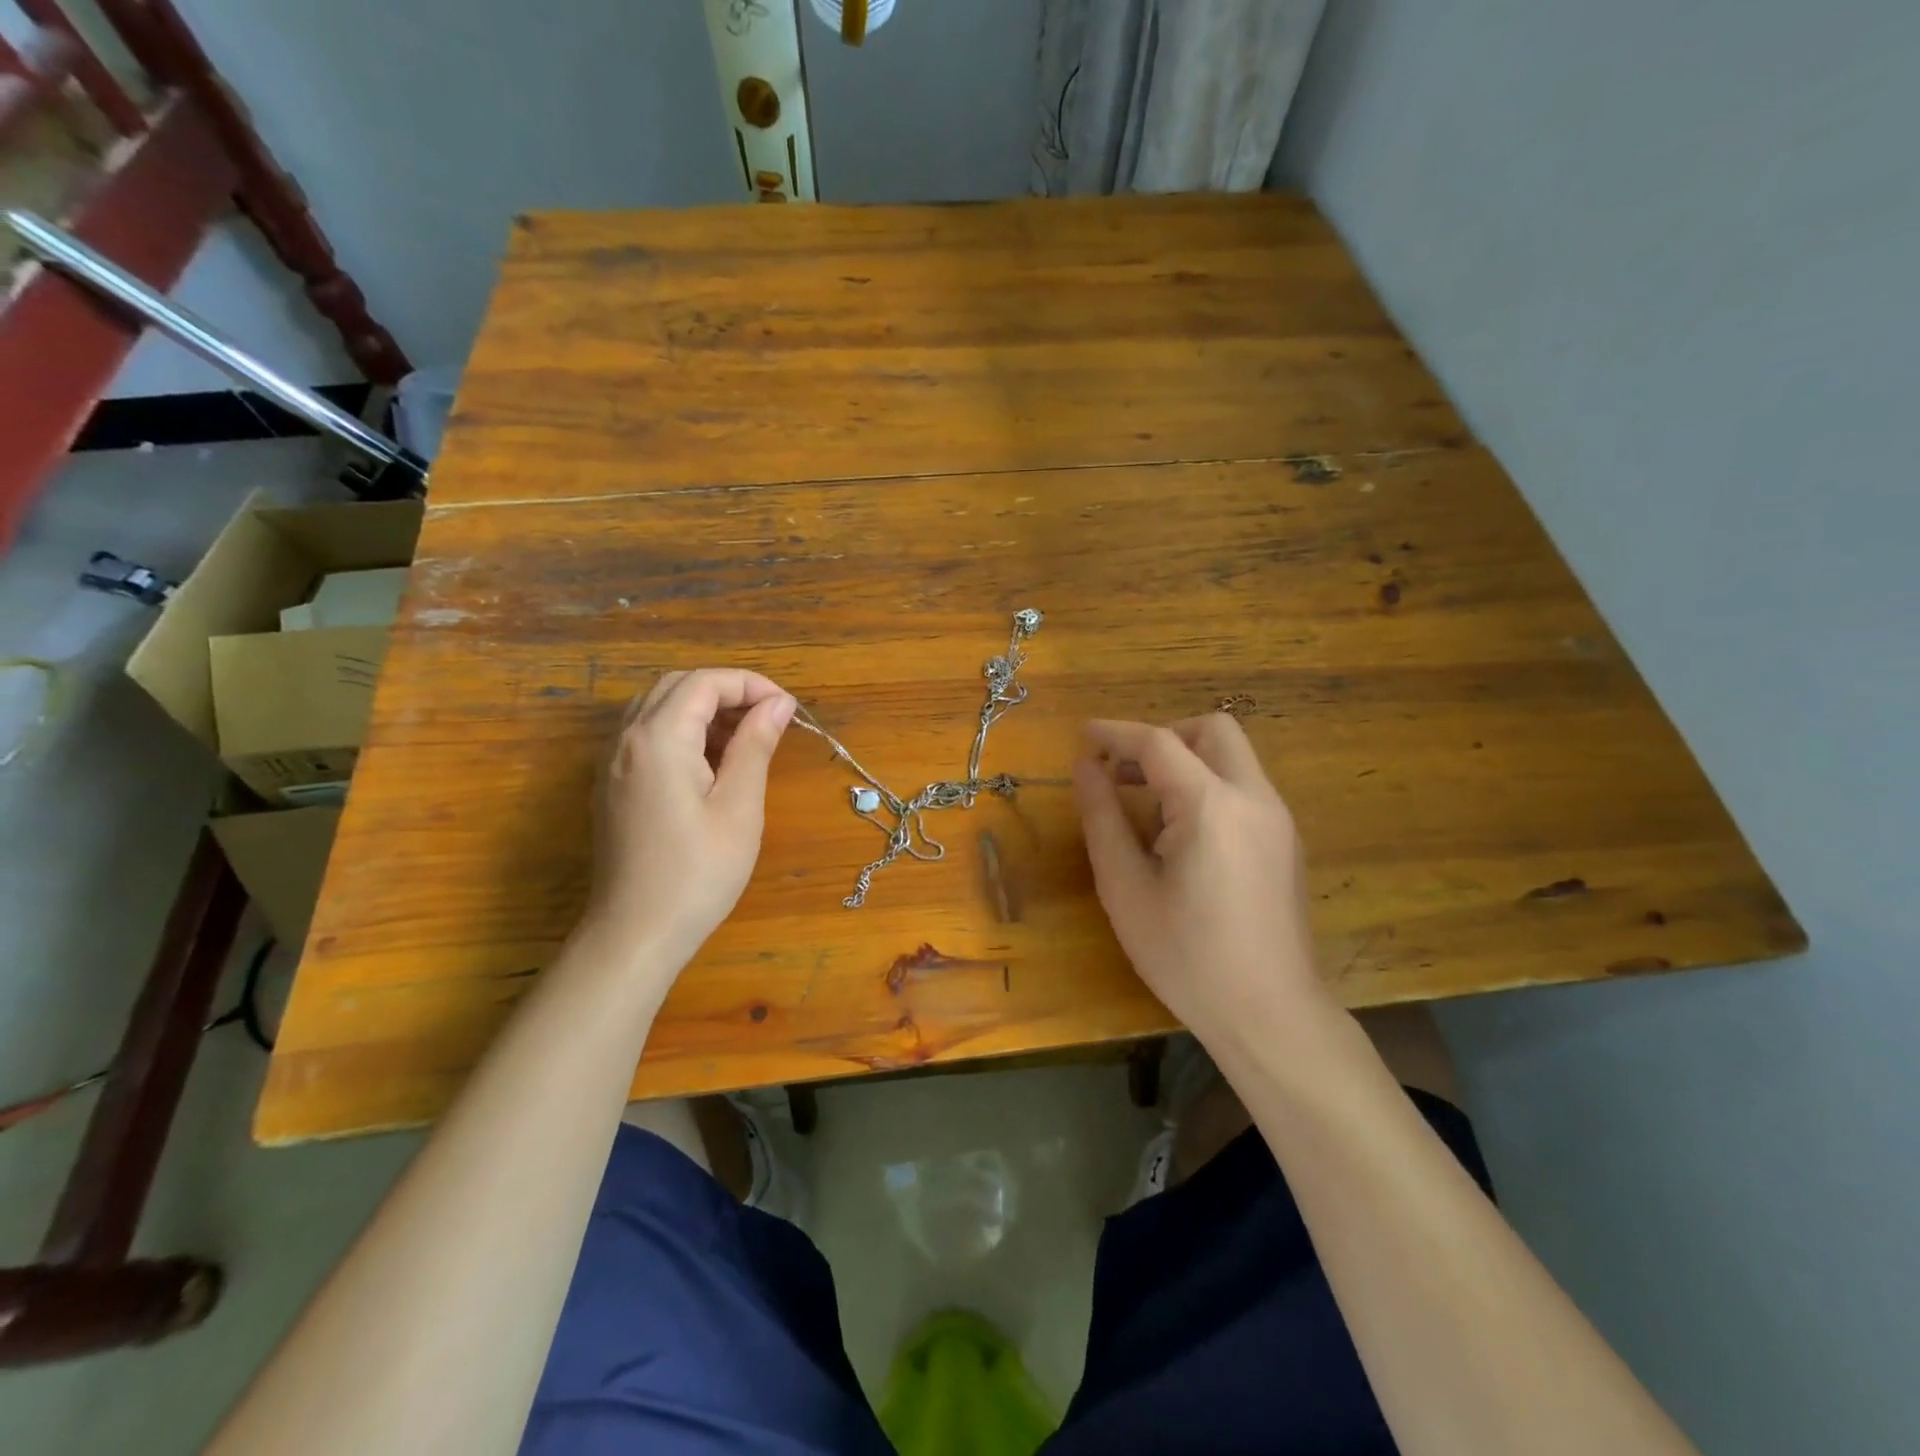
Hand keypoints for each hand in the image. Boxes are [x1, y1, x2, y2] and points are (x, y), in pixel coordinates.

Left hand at [583, 669, 796, 970]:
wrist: (635, 933)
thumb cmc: (697, 873)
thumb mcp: (739, 807)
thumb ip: (755, 745)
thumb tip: (778, 704)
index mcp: (658, 739)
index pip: (705, 682)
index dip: (750, 685)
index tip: (787, 709)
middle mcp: (626, 739)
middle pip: (677, 686)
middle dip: (726, 691)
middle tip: (768, 719)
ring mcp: (612, 762)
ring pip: (657, 707)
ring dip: (703, 709)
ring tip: (744, 738)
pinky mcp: (611, 784)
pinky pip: (645, 734)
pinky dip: (681, 730)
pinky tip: (709, 763)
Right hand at [1072, 715, 1338, 1049]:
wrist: (1271, 1015)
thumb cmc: (1186, 957)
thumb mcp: (1126, 888)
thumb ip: (1103, 818)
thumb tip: (1086, 768)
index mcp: (1211, 806)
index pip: (1159, 743)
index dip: (1115, 734)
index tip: (1082, 737)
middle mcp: (1254, 799)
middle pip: (1212, 731)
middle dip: (1163, 737)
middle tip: (1125, 773)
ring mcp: (1278, 820)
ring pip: (1232, 758)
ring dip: (1186, 761)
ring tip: (1145, 804)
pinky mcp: (1286, 842)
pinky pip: (1244, 789)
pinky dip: (1208, 787)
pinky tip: (1182, 835)